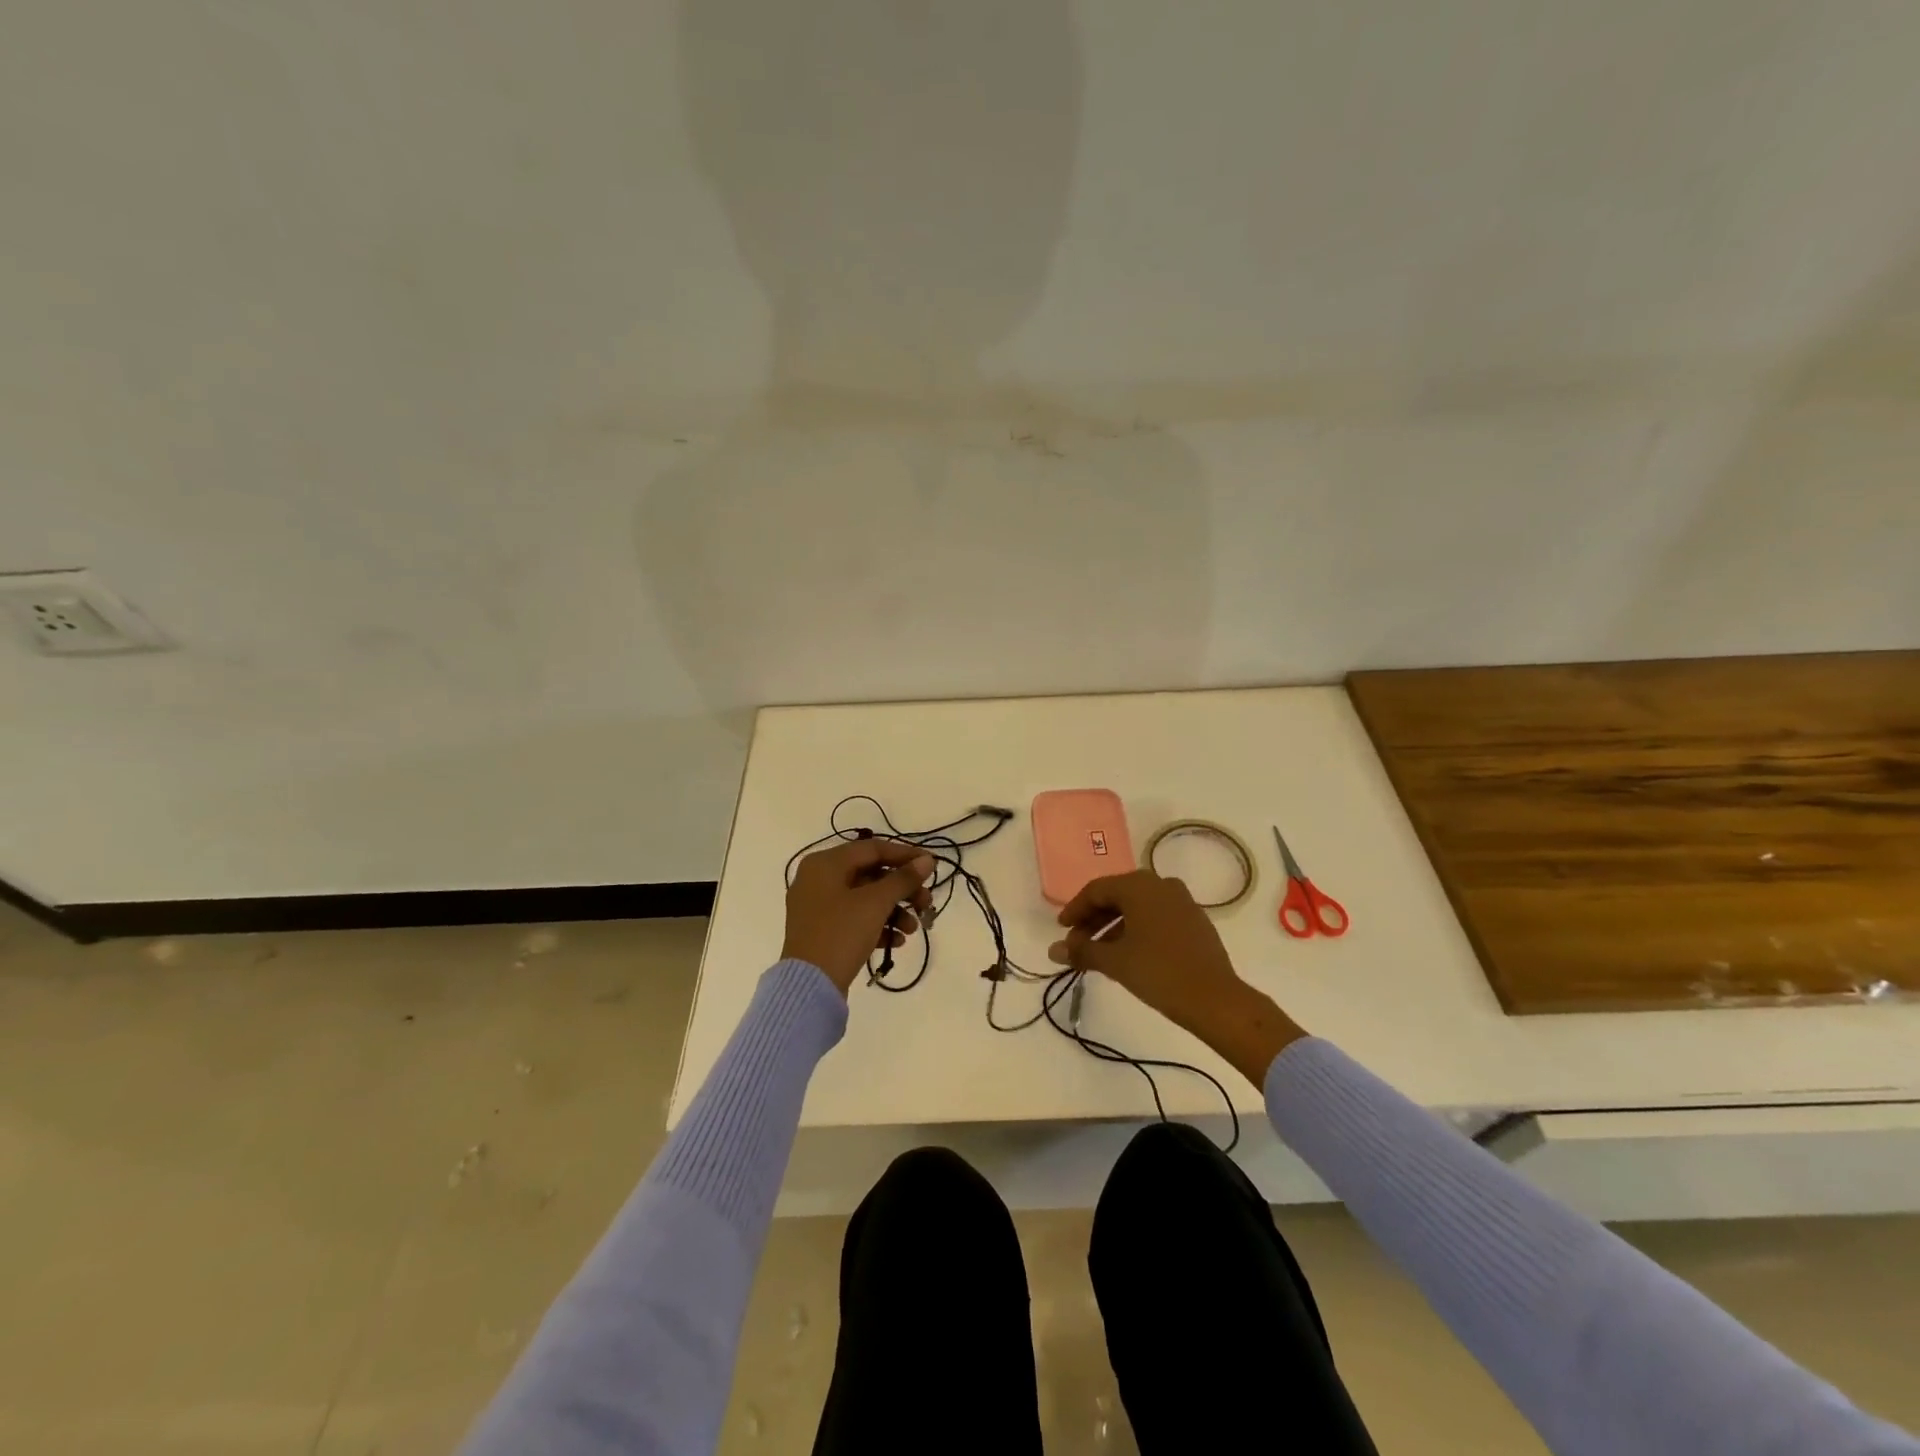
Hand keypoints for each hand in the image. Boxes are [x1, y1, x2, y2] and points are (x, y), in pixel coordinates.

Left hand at [783, 837, 935, 994]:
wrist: (809, 986)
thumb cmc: (841, 933)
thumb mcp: (876, 903)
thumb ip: (903, 878)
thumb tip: (927, 861)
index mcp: (824, 864)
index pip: (872, 848)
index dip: (905, 855)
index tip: (931, 866)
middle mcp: (817, 879)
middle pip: (870, 874)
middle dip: (902, 889)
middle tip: (926, 903)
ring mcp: (817, 907)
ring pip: (865, 899)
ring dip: (894, 910)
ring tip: (914, 929)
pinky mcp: (822, 931)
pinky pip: (854, 919)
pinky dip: (877, 926)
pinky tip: (897, 941)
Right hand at [1049, 869, 1304, 1084]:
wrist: (1215, 999)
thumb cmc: (1158, 972)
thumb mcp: (1114, 962)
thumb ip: (1082, 951)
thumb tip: (1053, 950)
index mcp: (1138, 885)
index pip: (1096, 890)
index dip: (1075, 910)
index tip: (1061, 930)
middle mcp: (1160, 884)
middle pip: (1116, 895)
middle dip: (1093, 919)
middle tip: (1077, 943)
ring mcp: (1181, 900)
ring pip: (1137, 906)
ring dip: (1114, 926)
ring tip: (1100, 953)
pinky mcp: (1194, 919)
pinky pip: (1156, 915)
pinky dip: (1136, 928)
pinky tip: (1128, 952)